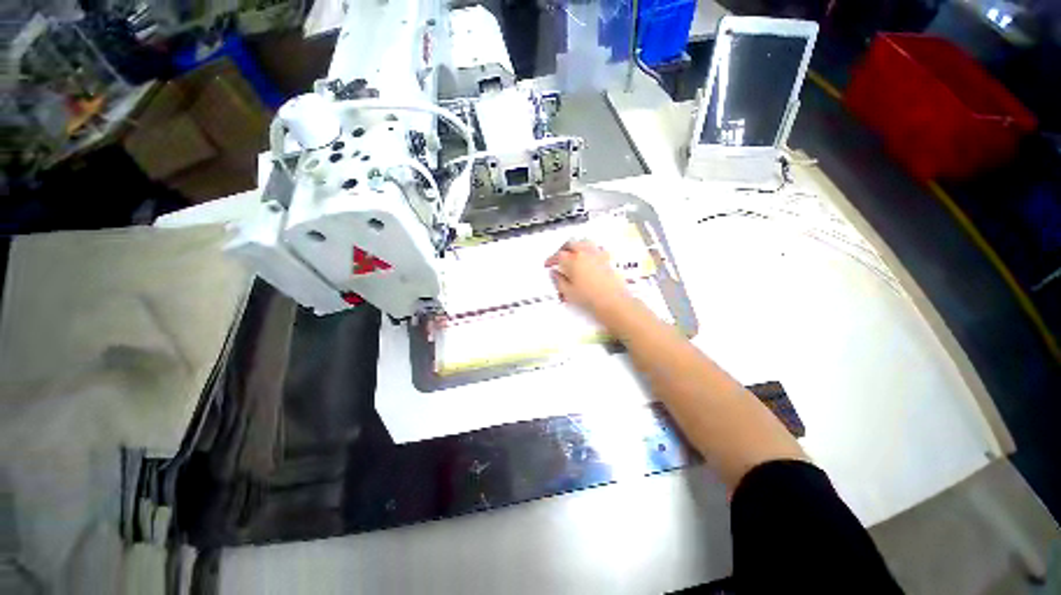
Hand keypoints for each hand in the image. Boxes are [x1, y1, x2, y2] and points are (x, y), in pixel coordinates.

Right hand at [545, 240, 632, 319]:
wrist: (613, 301)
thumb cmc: (589, 298)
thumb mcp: (568, 292)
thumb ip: (559, 280)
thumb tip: (554, 273)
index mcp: (573, 260)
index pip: (558, 255)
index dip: (551, 259)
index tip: (548, 264)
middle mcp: (585, 253)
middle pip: (571, 244)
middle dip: (563, 249)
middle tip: (559, 257)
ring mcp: (597, 254)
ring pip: (584, 242)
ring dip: (576, 245)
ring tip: (573, 254)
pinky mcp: (607, 259)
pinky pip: (596, 248)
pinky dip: (590, 249)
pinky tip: (589, 257)